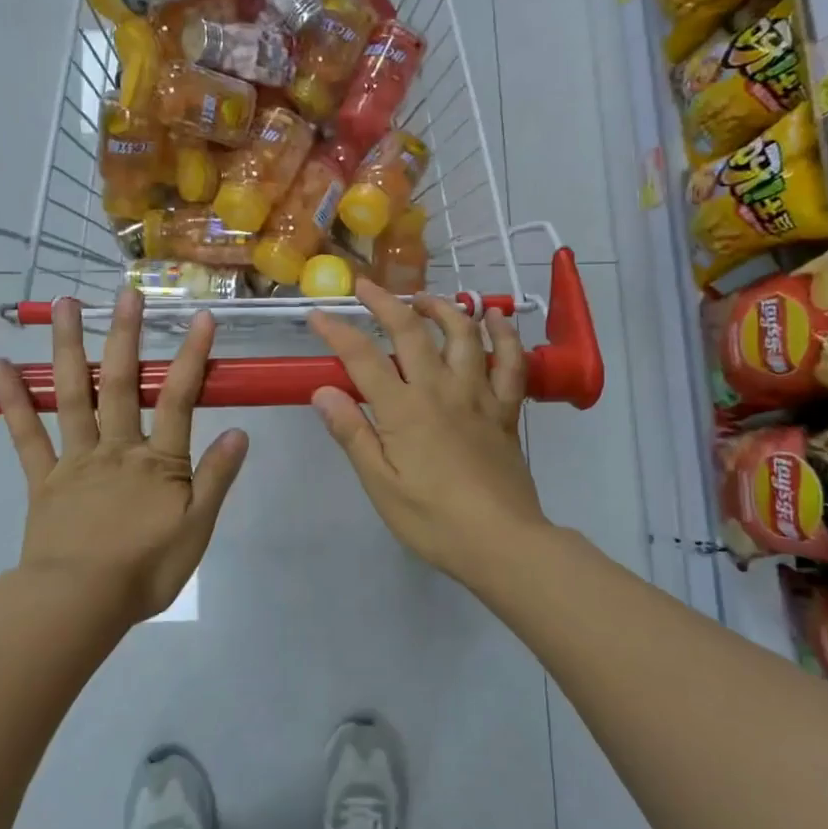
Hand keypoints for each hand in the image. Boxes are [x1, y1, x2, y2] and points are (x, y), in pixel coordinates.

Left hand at [0, 289, 248, 624]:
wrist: (79, 604)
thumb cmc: (146, 570)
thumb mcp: (197, 529)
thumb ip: (217, 478)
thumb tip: (239, 431)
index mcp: (157, 461)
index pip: (179, 398)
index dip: (190, 356)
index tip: (200, 317)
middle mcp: (116, 448)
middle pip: (120, 384)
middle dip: (124, 336)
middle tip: (124, 294)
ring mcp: (75, 460)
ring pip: (72, 396)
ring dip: (68, 348)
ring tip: (62, 305)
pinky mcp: (43, 480)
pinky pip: (25, 436)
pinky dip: (12, 401)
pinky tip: (0, 367)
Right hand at [307, 280, 548, 586]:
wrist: (502, 542)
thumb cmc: (433, 520)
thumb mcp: (381, 485)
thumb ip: (353, 434)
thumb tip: (323, 391)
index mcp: (404, 410)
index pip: (363, 358)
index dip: (337, 332)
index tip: (317, 315)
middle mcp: (440, 390)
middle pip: (411, 332)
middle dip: (385, 302)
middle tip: (366, 286)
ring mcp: (478, 396)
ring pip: (463, 335)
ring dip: (442, 307)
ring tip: (423, 298)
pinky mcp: (505, 409)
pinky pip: (510, 362)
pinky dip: (505, 335)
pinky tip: (496, 318)